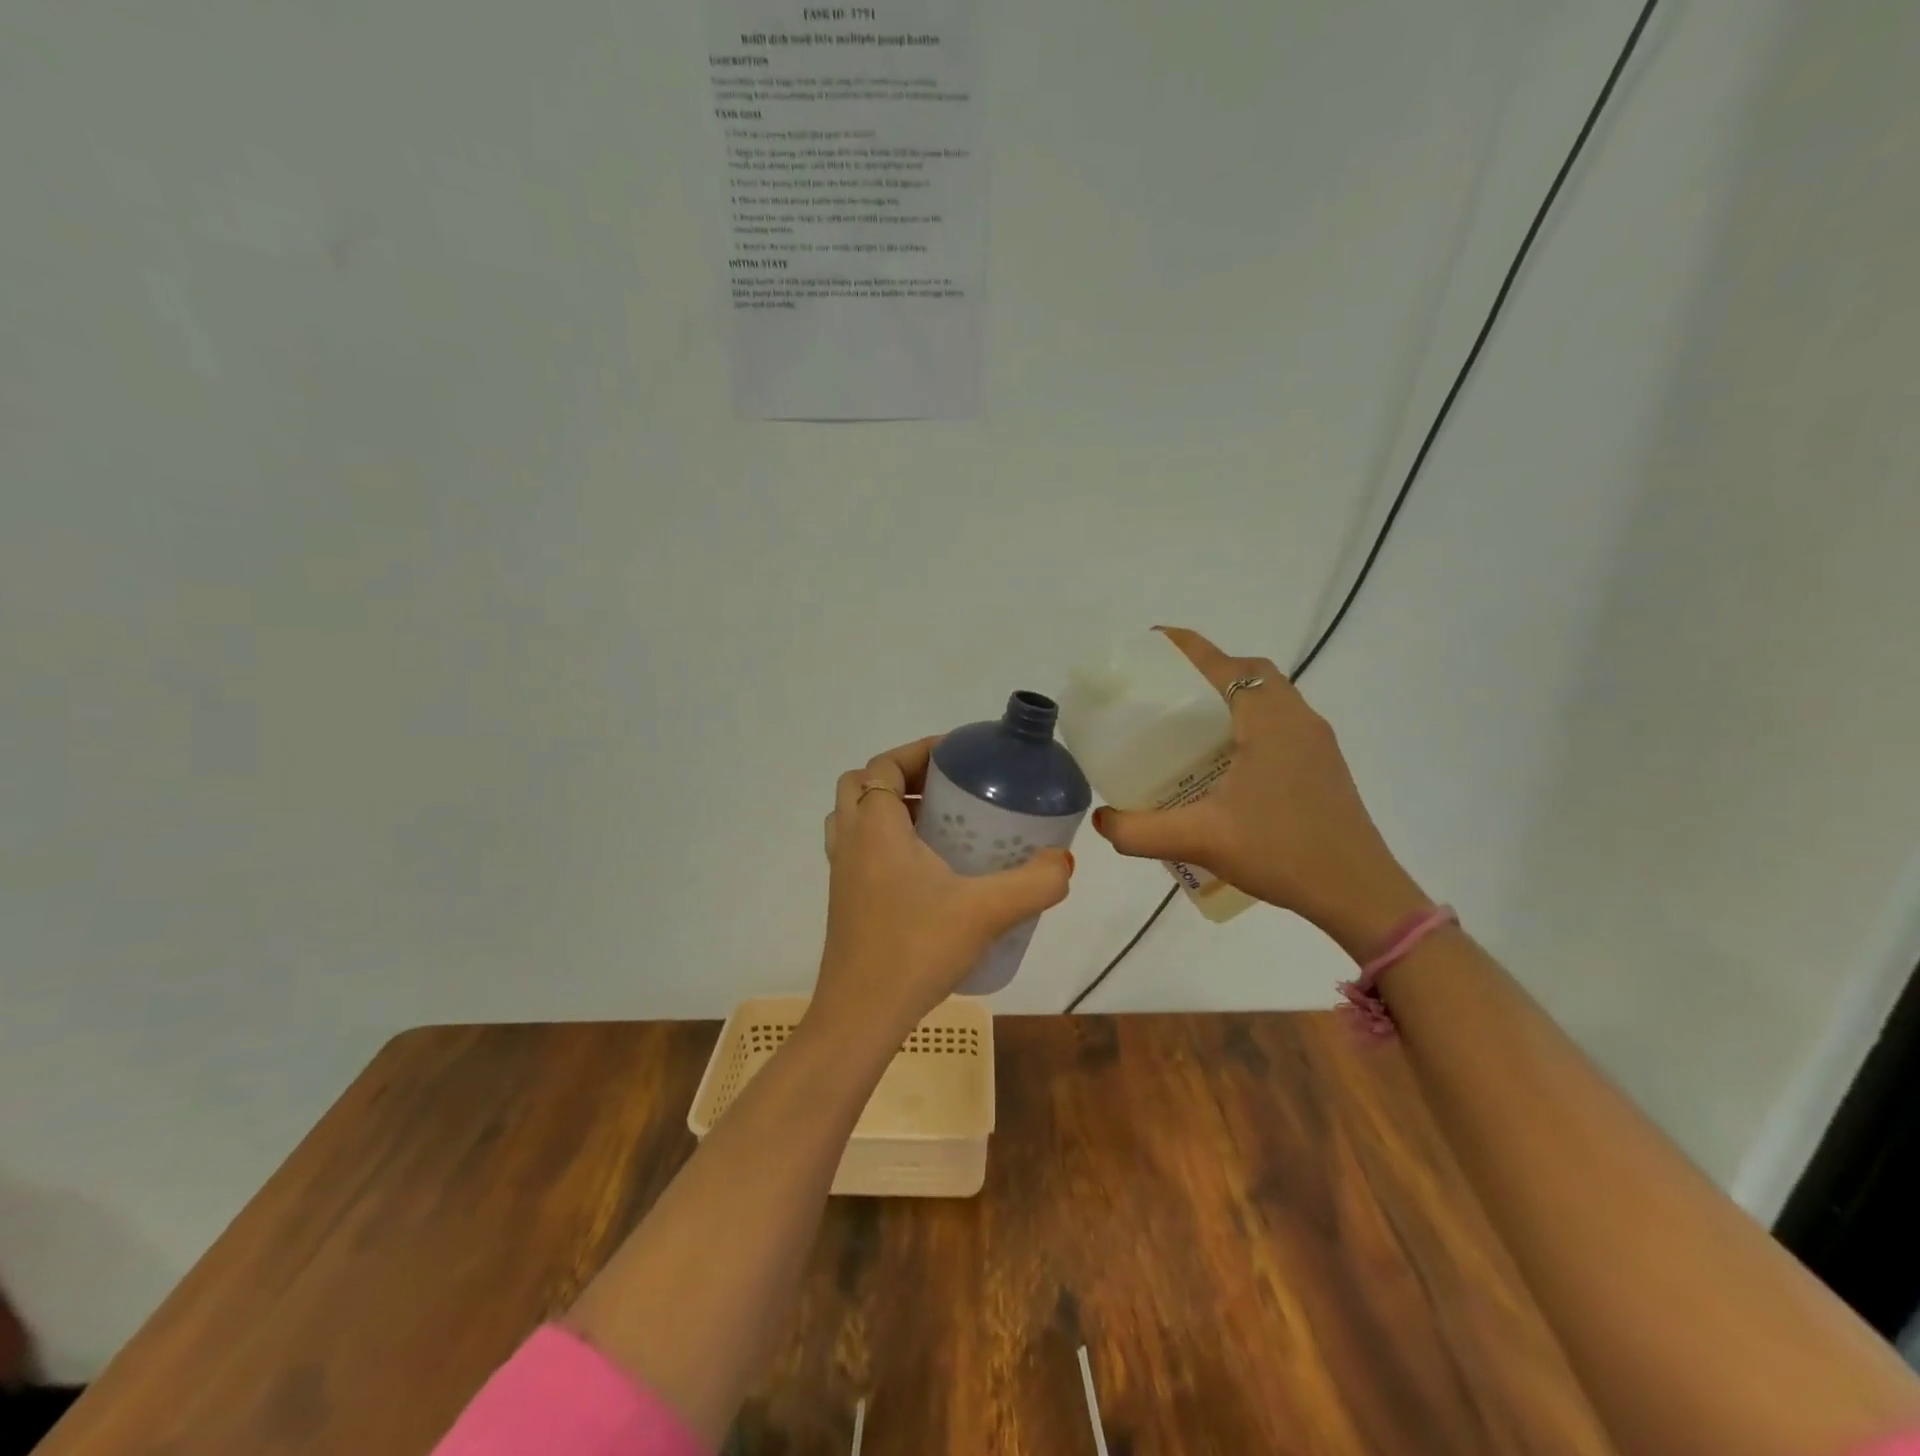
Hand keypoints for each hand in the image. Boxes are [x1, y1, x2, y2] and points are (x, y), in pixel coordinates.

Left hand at [814, 737, 1073, 1045]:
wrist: (860, 1017)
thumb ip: (1034, 883)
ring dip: (891, 809)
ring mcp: (842, 874)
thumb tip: (1064, 862)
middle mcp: (850, 842)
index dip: (917, 751)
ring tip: (939, 824)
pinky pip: (860, 851)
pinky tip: (928, 872)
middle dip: (904, 776)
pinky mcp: (845, 902)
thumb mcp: (986, 911)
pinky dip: (886, 843)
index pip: (883, 765)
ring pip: (856, 819)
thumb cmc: (915, 949)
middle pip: (863, 786)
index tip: (958, 755)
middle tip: (948, 790)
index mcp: (875, 827)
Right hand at [1090, 627, 1429, 958]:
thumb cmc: (1283, 852)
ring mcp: (1316, 741)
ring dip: (1230, 696)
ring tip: (1189, 724)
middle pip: (1248, 672)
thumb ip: (1139, 831)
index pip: (1222, 664)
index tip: (1151, 642)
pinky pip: (1279, 722)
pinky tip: (1224, 761)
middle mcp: (1297, 718)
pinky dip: (1247, 721)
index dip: (1185, 647)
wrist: (1359, 893)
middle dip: (1207, 670)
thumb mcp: (1200, 840)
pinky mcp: (1322, 764)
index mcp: (1269, 719)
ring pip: (1268, 697)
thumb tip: (1101, 820)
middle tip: (1166, 692)